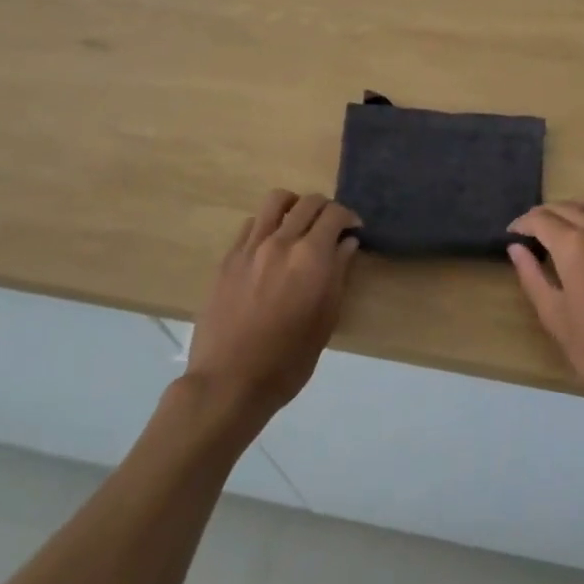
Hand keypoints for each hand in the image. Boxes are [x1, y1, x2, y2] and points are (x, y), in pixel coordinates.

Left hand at [184, 190, 361, 419]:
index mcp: (311, 257)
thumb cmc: (288, 360)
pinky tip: (271, 244)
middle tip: (332, 227)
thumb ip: (338, 274)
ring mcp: (251, 247)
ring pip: (276, 201)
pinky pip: (252, 223)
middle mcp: (281, 241)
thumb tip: (347, 243)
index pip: (334, 214)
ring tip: (300, 223)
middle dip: (326, 208)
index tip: (354, 229)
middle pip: (308, 202)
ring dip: (295, 205)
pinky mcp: (229, 258)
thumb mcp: (325, 320)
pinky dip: (268, 223)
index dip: (349, 216)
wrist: (229, 382)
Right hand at [508, 197, 583, 419]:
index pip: (541, 219)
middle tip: (534, 231)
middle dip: (545, 214)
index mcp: (574, 248)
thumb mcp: (557, 320)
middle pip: (567, 207)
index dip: (522, 223)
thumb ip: (533, 278)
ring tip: (568, 225)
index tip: (513, 233)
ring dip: (577, 208)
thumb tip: (516, 249)